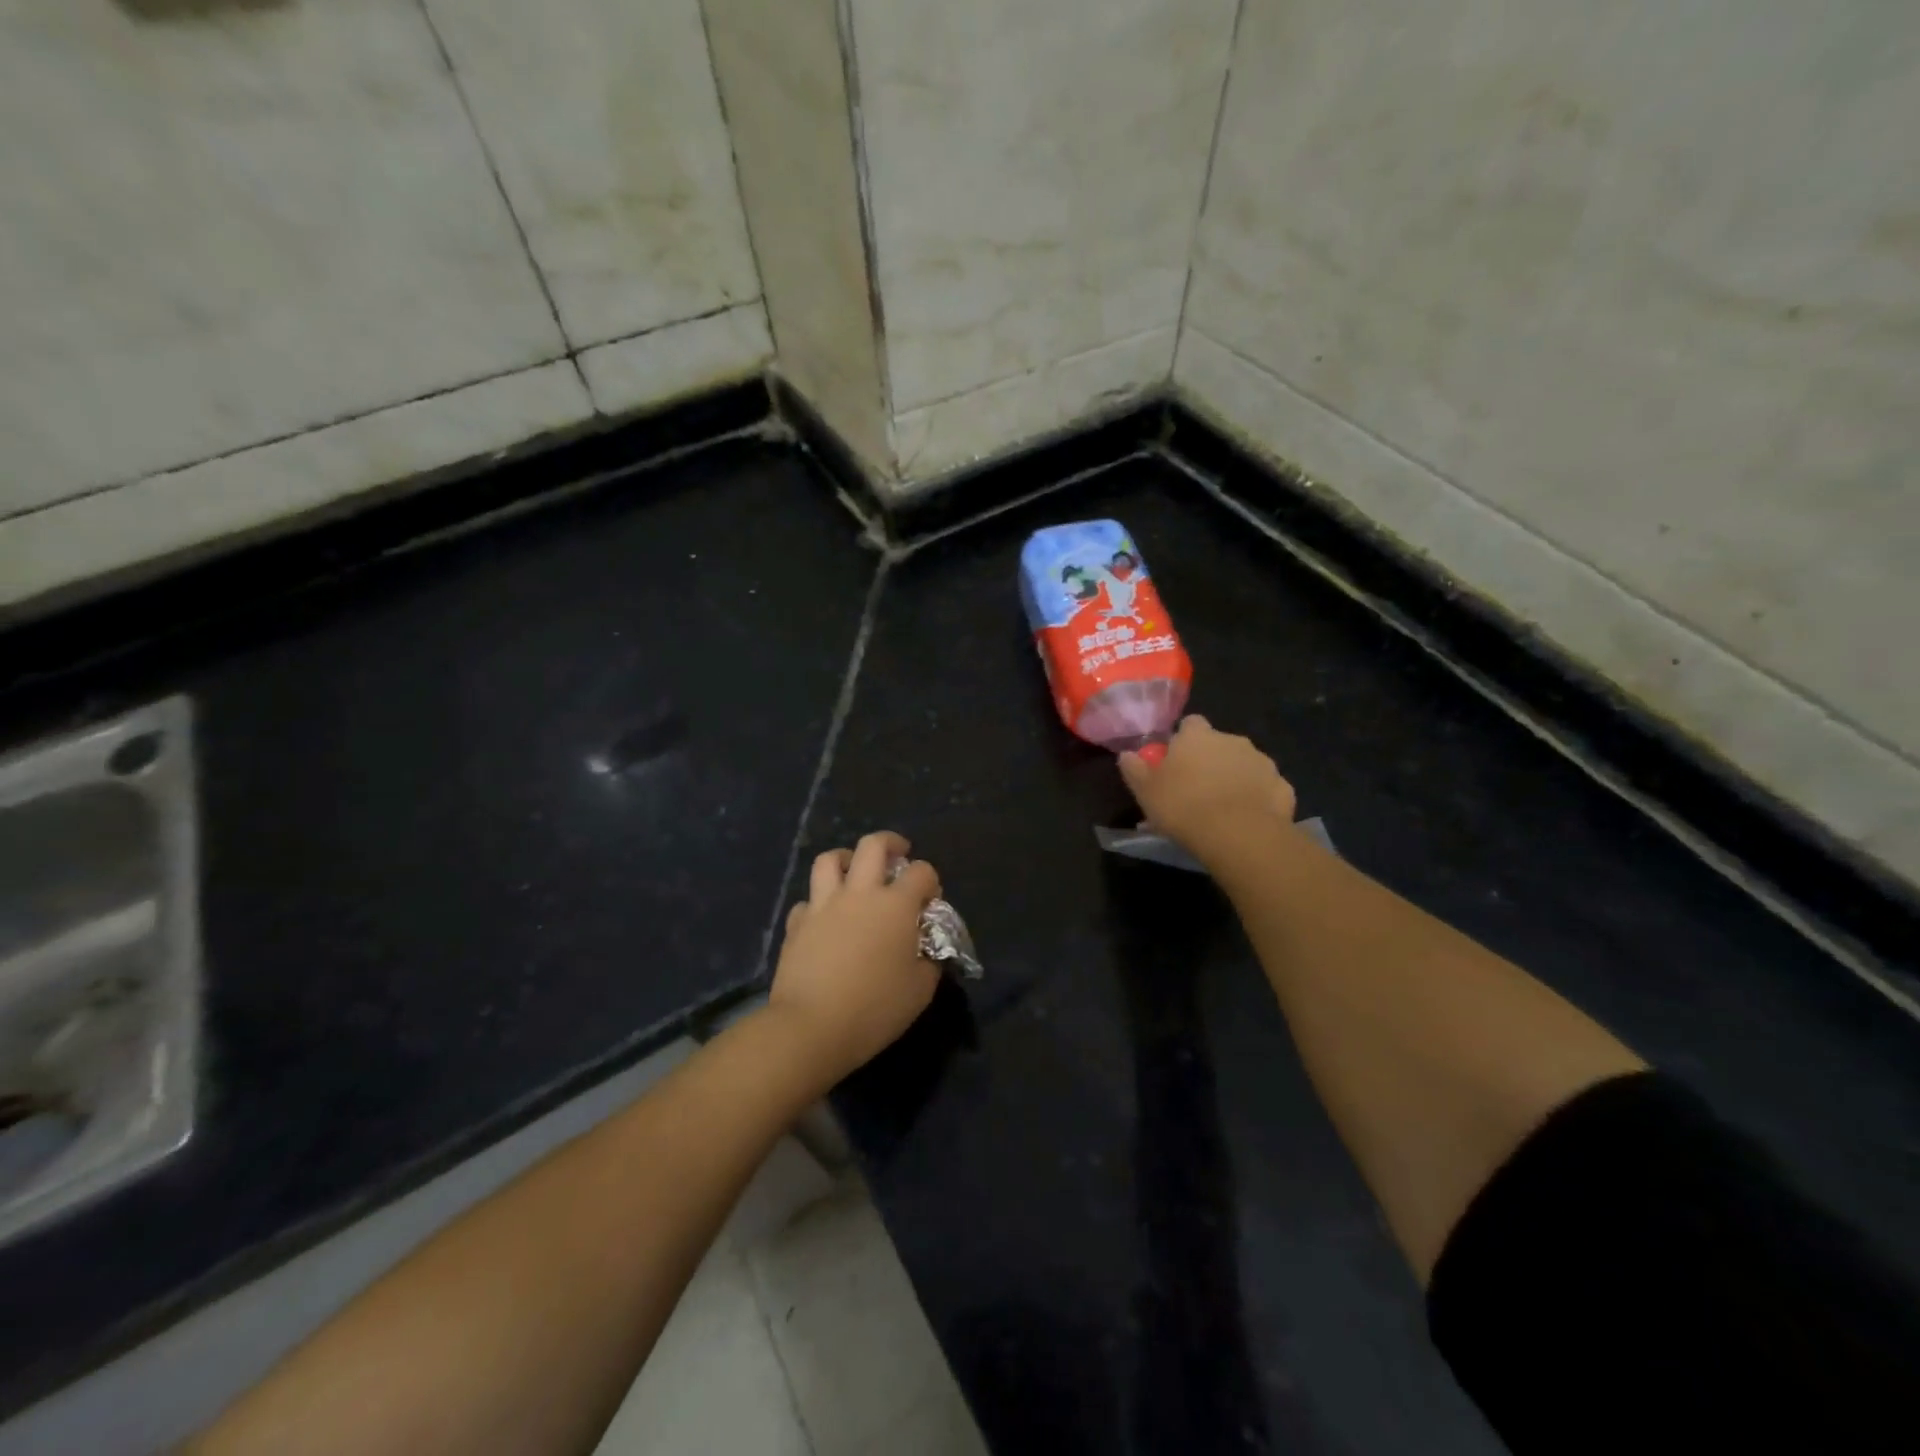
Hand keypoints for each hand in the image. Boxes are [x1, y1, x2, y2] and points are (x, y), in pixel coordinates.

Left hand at [766, 831, 941, 1083]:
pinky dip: (819, 903)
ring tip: (854, 871)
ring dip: (846, 859)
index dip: (930, 880)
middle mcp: (859, 893)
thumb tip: (926, 953)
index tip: (930, 900)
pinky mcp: (796, 923)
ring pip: (830, 860)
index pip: (921, 872)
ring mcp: (823, 905)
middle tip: (898, 854)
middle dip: (890, 843)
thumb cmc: (874, 1009)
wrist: (810, 1027)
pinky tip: (825, 919)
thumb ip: (929, 964)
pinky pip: (808, 900)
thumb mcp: (920, 992)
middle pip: (873, 845)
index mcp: (895, 905)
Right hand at [1119, 716, 1296, 863]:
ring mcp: (1262, 762)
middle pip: (1219, 743)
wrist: (1239, 834)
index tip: (1176, 761)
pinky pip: (1265, 788)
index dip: (1183, 740)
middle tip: (1196, 788)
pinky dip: (1257, 798)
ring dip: (1235, 777)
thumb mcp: (1145, 791)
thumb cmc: (1184, 806)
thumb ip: (1135, 769)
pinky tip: (1246, 819)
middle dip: (1211, 760)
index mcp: (1198, 737)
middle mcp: (1232, 740)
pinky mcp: (1283, 786)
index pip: (1190, 723)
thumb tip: (1126, 754)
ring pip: (1245, 764)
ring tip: (1222, 808)